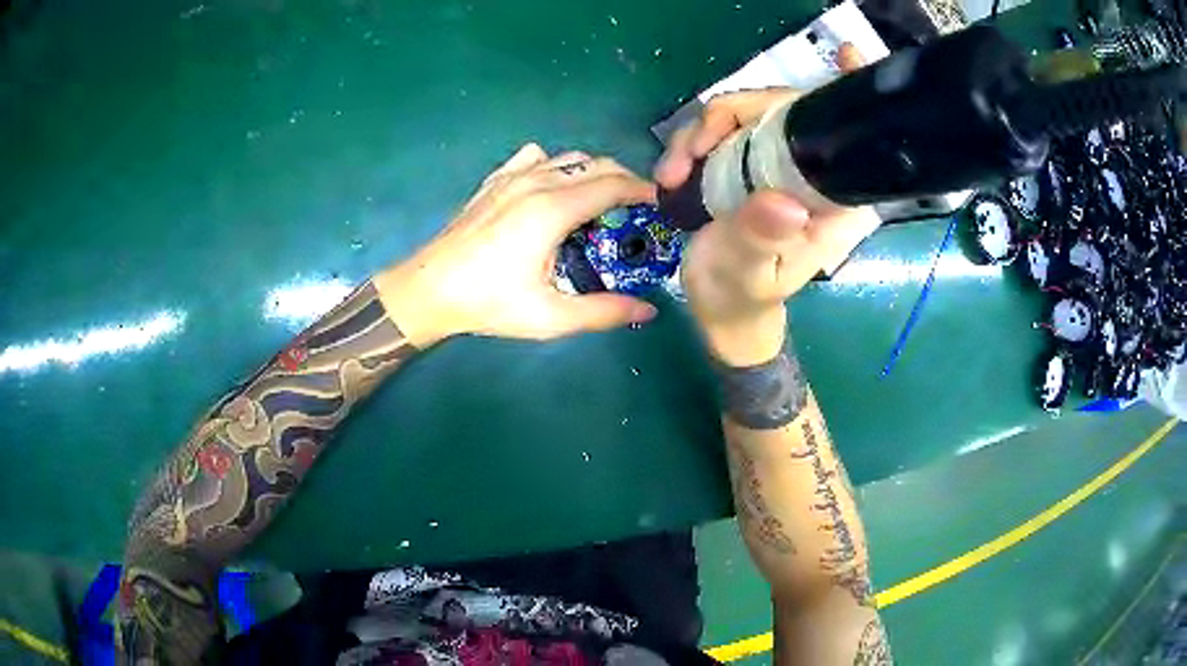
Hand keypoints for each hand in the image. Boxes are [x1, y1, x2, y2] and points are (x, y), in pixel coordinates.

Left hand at [375, 144, 658, 346]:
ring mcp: (512, 176)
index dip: (643, 191)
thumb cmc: (489, 303)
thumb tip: (648, 311)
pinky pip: (535, 157)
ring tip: (599, 202)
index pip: (613, 184)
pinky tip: (551, 191)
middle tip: (636, 209)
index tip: (659, 205)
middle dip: (624, 180)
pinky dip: (555, 166)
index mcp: (553, 210)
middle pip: (596, 164)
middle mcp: (536, 182)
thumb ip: (603, 312)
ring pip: (568, 157)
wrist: (430, 289)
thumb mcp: (550, 317)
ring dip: (592, 172)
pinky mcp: (494, 180)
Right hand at [654, 44, 879, 365]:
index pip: (849, 138)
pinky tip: (673, 171)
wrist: (720, 307)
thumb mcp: (748, 274)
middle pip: (783, 109)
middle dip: (731, 116)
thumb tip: (783, 202)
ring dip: (701, 132)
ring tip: (672, 173)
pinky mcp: (750, 163)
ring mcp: (778, 164)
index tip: (847, 55)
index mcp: (833, 201)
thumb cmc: (742, 297)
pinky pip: (722, 130)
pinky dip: (692, 142)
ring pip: (746, 114)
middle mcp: (812, 174)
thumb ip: (761, 239)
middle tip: (689, 154)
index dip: (846, 93)